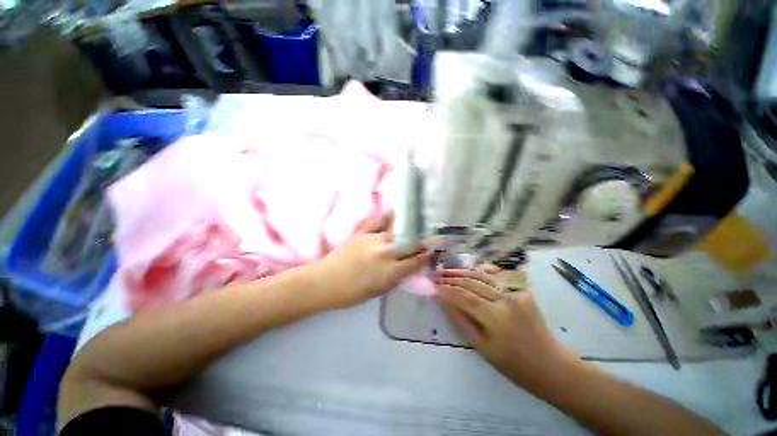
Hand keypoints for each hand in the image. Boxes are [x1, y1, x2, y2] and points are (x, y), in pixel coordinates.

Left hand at [311, 213, 429, 309]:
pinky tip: (396, 212)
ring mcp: (374, 238)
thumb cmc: (352, 293)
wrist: (325, 282)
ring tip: (416, 227)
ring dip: (409, 231)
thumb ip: (396, 276)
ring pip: (398, 231)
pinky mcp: (363, 231)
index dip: (427, 256)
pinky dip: (388, 217)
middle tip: (428, 239)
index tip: (432, 252)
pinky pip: (379, 221)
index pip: (417, 260)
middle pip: (411, 243)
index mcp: (391, 271)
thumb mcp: (379, 290)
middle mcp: (386, 251)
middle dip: (422, 242)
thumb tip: (408, 266)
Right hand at [435, 268, 578, 391]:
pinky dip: (483, 270)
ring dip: (463, 271)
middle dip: (451, 277)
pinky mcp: (523, 289)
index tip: (432, 286)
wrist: (552, 366)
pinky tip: (472, 268)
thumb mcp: (483, 349)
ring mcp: (517, 291)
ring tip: (448, 270)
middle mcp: (506, 298)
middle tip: (437, 275)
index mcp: (496, 317)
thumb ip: (461, 322)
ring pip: (483, 275)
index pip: (463, 296)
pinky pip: (499, 275)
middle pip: (472, 281)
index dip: (446, 289)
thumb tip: (444, 302)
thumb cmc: (515, 365)